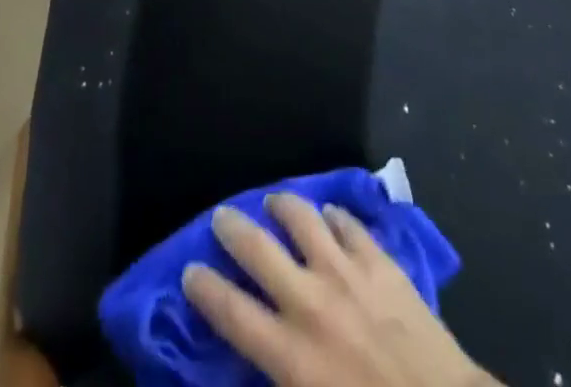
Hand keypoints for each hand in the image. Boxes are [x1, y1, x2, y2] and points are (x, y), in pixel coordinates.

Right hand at [184, 196, 497, 386]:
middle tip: (222, 217)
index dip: (204, 288)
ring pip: (303, 219)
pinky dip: (333, 216)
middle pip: (257, 249)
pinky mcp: (380, 261)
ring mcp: (347, 274)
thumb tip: (258, 363)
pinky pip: (349, 224)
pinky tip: (330, 217)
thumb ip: (279, 381)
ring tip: (274, 202)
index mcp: (290, 355)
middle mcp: (310, 302)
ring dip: (283, 206)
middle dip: (232, 228)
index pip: (231, 312)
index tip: (190, 271)